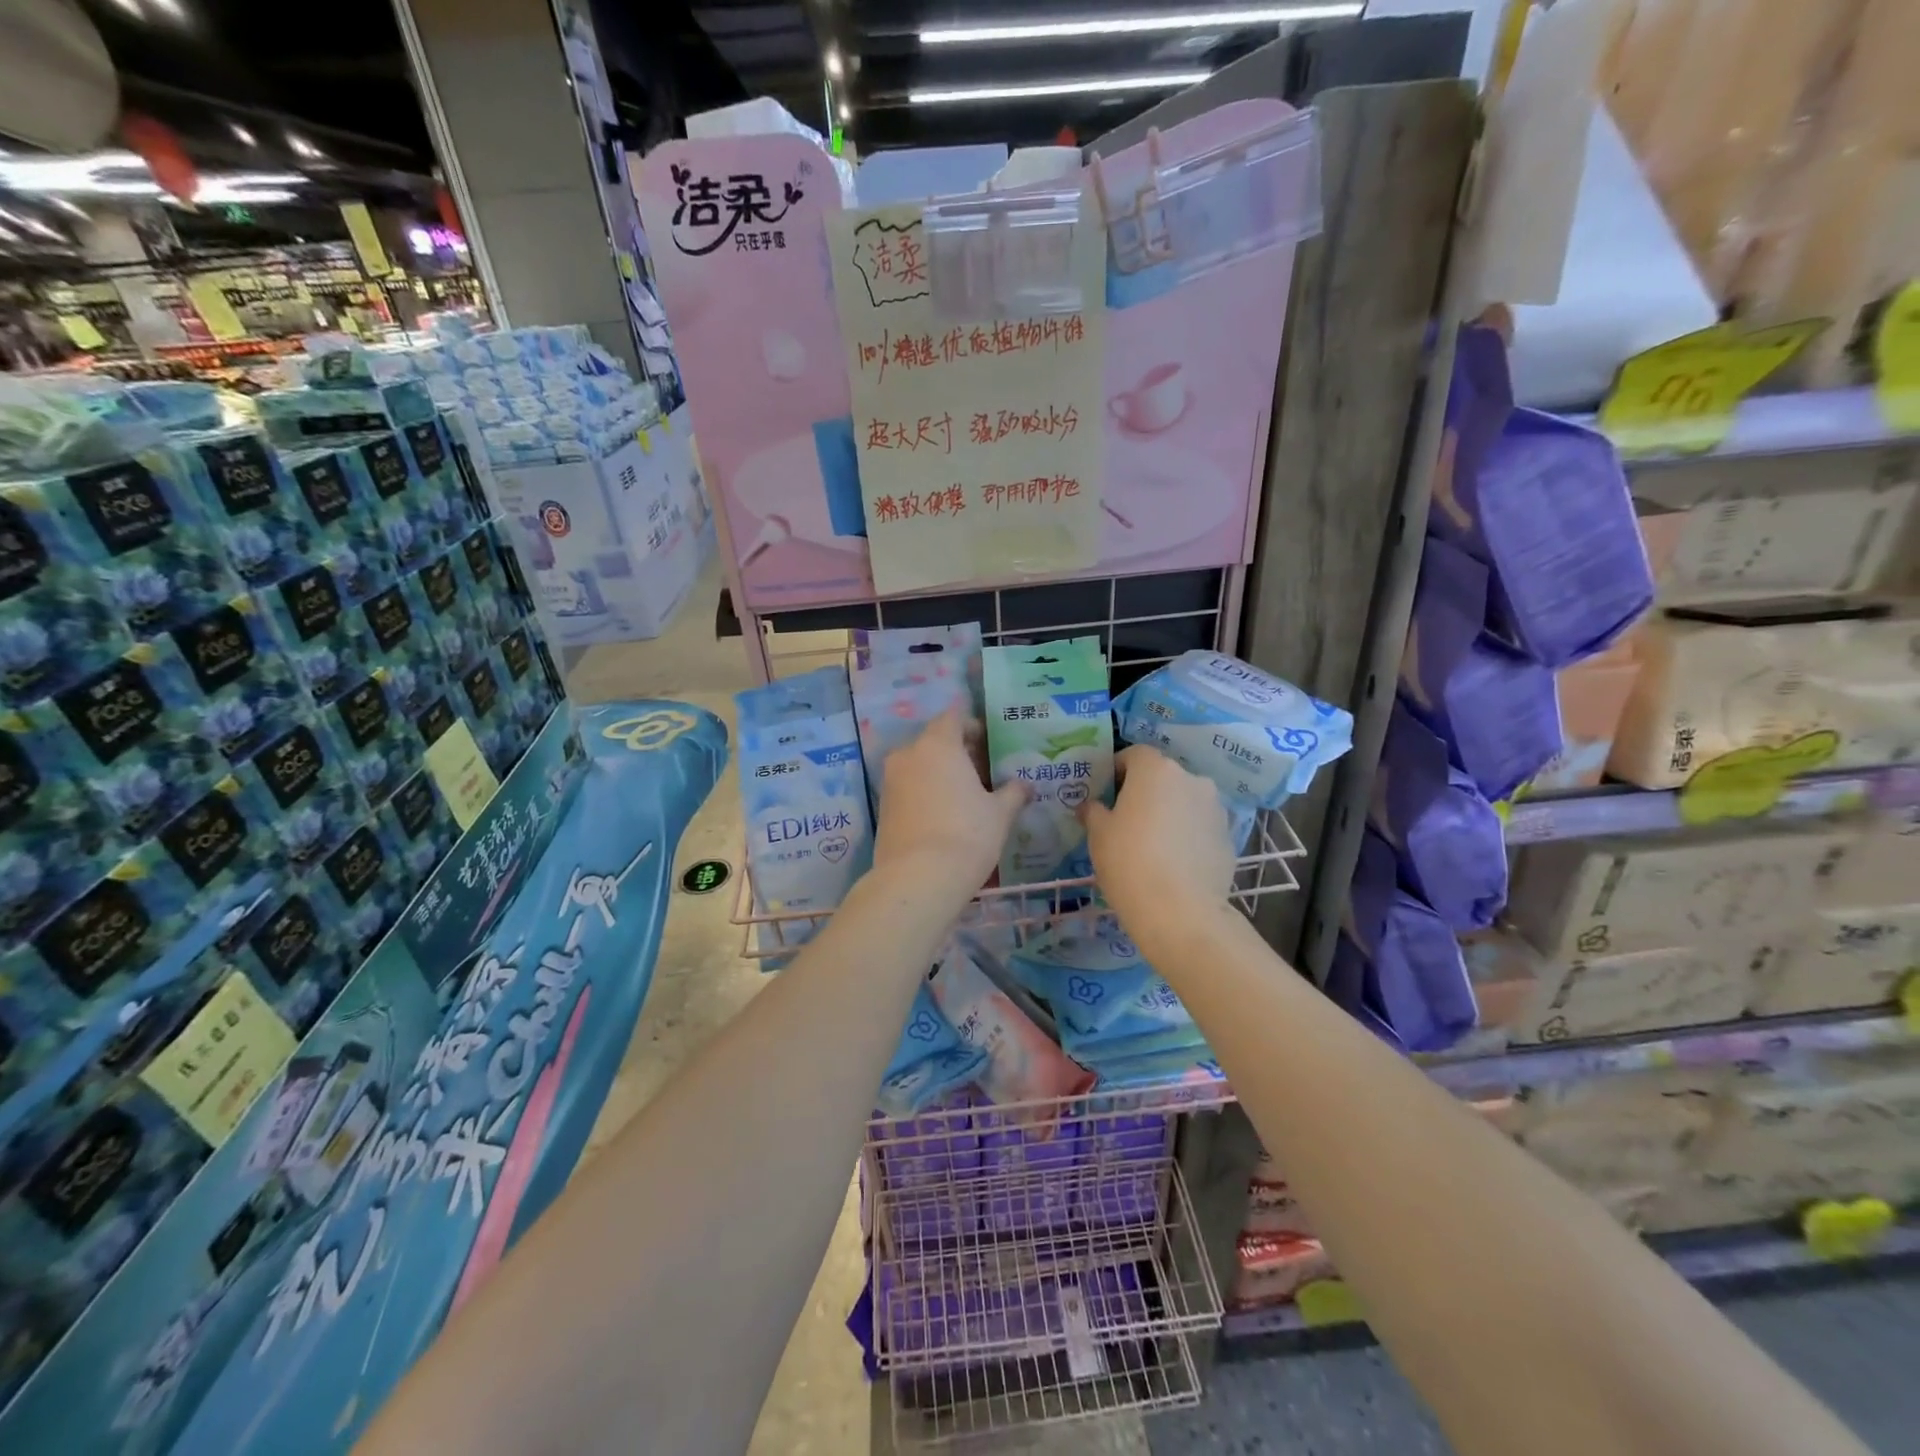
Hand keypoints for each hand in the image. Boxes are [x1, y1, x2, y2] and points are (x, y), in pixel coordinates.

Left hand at [873, 710, 1026, 894]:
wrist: (918, 878)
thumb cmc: (967, 835)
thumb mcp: (1000, 814)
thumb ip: (1013, 793)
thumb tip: (1025, 785)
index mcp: (938, 744)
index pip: (953, 718)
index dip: (972, 726)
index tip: (988, 743)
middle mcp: (909, 754)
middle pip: (934, 741)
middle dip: (957, 752)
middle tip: (982, 772)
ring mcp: (890, 780)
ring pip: (919, 765)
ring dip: (939, 773)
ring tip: (964, 796)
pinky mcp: (882, 807)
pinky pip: (908, 788)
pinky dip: (925, 792)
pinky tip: (944, 815)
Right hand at [1080, 745, 1235, 933]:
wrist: (1180, 911)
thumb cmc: (1129, 862)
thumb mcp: (1098, 835)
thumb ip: (1093, 812)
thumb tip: (1090, 806)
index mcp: (1156, 770)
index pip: (1134, 754)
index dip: (1117, 770)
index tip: (1106, 793)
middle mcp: (1191, 779)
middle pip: (1163, 777)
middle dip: (1145, 792)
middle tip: (1126, 820)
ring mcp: (1215, 808)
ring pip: (1185, 801)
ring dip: (1170, 812)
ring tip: (1153, 844)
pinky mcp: (1228, 837)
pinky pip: (1200, 827)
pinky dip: (1187, 836)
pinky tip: (1174, 863)